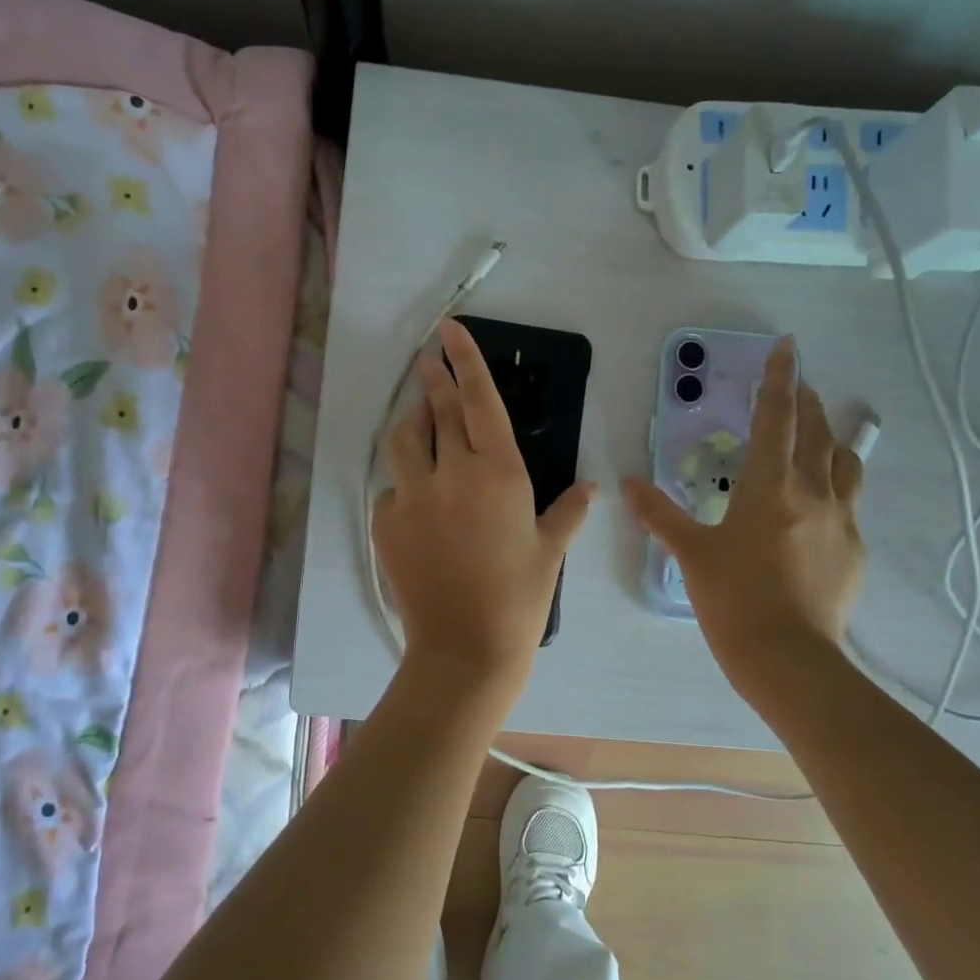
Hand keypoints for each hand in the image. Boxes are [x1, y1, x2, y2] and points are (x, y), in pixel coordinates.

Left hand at [374, 318, 596, 677]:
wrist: (465, 648)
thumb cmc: (520, 598)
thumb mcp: (550, 551)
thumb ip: (569, 511)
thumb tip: (593, 486)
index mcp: (498, 473)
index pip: (479, 400)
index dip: (465, 360)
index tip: (449, 330)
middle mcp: (452, 473)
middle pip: (437, 410)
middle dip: (432, 378)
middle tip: (427, 358)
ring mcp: (412, 497)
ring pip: (402, 441)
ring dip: (411, 423)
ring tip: (418, 420)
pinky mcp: (386, 523)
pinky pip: (393, 490)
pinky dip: (405, 487)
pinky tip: (418, 504)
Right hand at [623, 337, 864, 691]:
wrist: (788, 658)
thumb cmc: (732, 599)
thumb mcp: (690, 553)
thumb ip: (659, 514)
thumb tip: (628, 483)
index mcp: (768, 485)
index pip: (776, 417)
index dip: (779, 378)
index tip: (787, 346)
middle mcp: (812, 491)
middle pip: (816, 431)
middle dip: (806, 401)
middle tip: (799, 385)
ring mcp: (841, 520)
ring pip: (845, 463)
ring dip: (832, 440)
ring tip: (821, 436)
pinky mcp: (855, 550)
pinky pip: (850, 505)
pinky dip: (836, 489)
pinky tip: (821, 508)